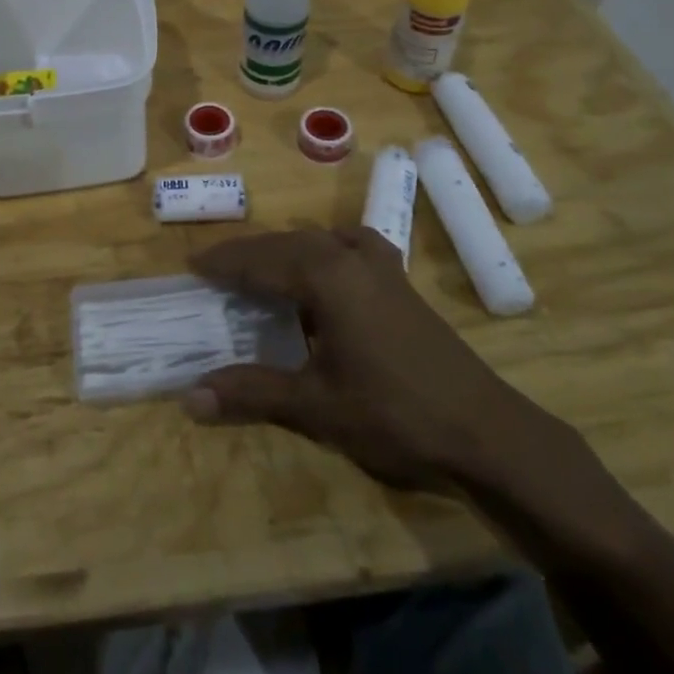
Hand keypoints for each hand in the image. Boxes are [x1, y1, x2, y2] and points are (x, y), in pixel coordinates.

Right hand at [183, 227, 563, 492]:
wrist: (485, 431)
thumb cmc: (394, 414)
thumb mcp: (315, 406)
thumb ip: (251, 392)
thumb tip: (189, 397)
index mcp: (326, 275)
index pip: (260, 260)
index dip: (223, 263)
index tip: (190, 265)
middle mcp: (351, 256)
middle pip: (286, 244)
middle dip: (248, 255)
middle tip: (214, 270)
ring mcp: (381, 266)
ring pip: (318, 243)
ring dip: (284, 252)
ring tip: (259, 272)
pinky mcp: (400, 282)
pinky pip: (348, 248)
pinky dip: (323, 252)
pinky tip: (325, 272)